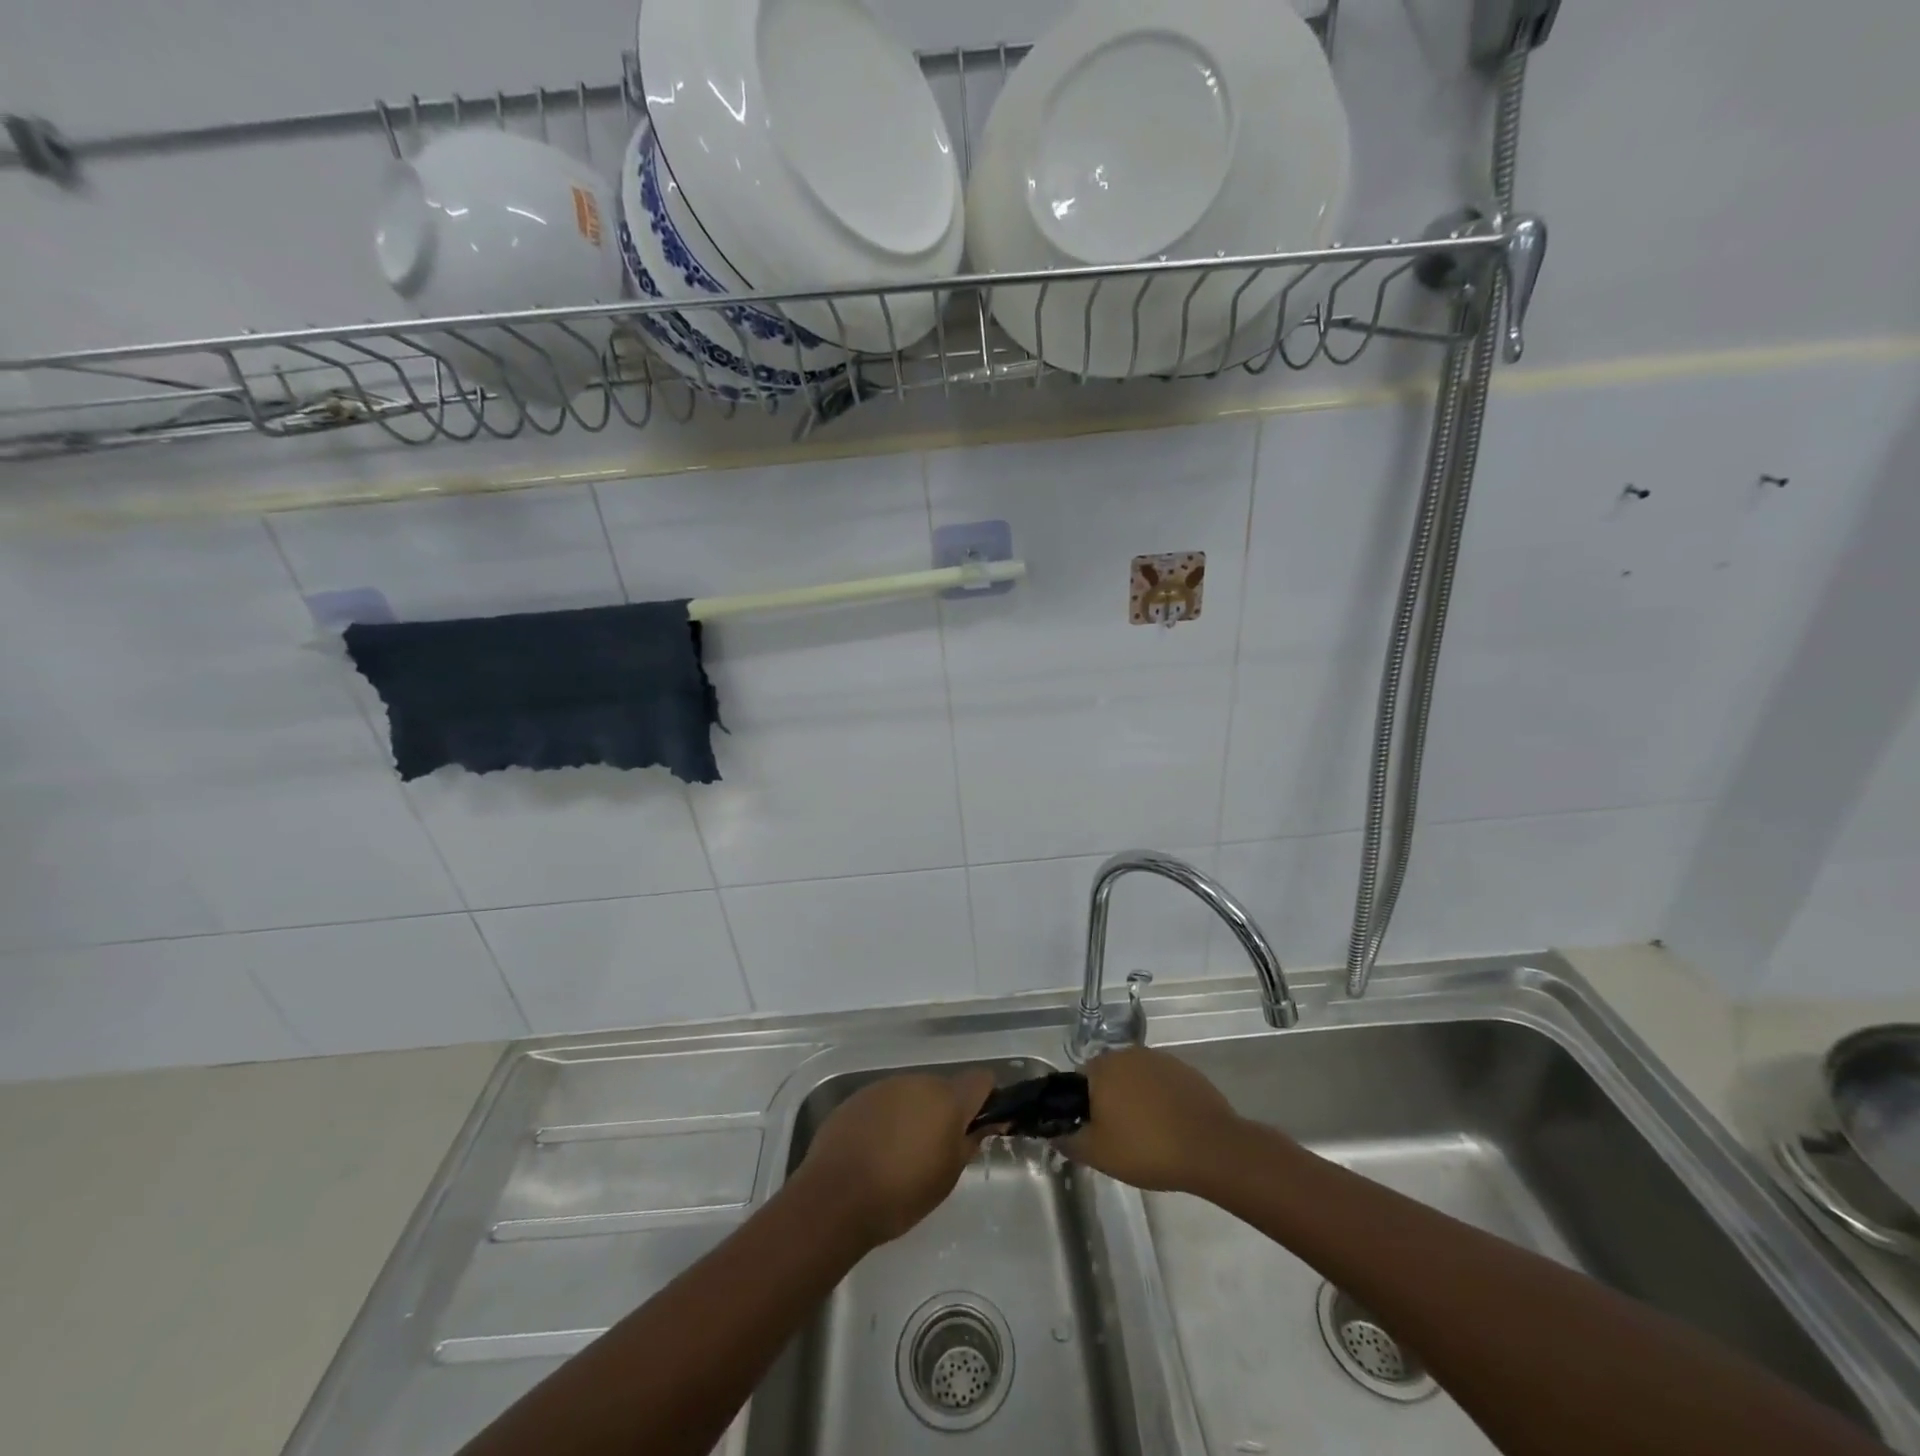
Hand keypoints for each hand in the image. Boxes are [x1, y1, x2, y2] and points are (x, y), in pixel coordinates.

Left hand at [792, 1069, 996, 1246]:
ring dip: (915, 1113)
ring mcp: (886, 1085)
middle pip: (943, 1088)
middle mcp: (918, 1081)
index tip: (980, 1125)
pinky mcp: (859, 1096)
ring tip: (902, 1152)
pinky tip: (875, 1149)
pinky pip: (886, 1102)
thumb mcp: (947, 1176)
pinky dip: (888, 1118)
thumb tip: (984, 1124)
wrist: (836, 1197)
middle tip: (937, 1149)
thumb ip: (969, 1142)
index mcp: (947, 1098)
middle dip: (945, 1111)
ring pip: (913, 1094)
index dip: (985, 1099)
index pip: (980, 1080)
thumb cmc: (902, 1193)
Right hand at [1060, 1046, 1244, 1193]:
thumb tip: (1055, 1136)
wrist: (1211, 1148)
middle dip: (1109, 1101)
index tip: (1093, 1131)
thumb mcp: (1098, 1155)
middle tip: (1118, 1136)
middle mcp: (1128, 1054)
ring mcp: (1159, 1059)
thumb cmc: (1146, 1148)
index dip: (1082, 1106)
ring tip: (1147, 1134)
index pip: (1079, 1080)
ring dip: (1136, 1098)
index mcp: (1102, 1068)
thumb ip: (1070, 1142)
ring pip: (1136, 1078)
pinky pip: (1162, 1083)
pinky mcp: (1185, 1070)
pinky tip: (1170, 1126)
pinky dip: (1160, 1099)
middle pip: (1108, 1076)